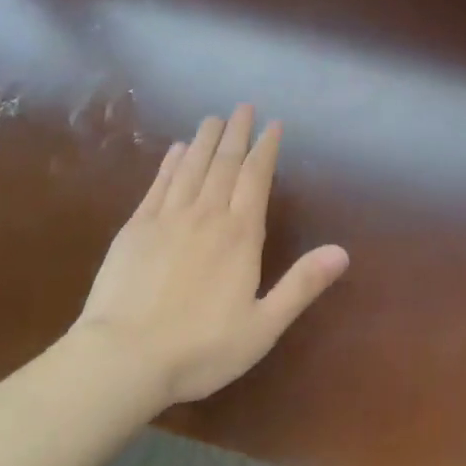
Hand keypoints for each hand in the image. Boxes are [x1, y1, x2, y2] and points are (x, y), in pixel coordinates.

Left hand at [68, 106, 348, 405]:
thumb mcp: (262, 326)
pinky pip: (159, 184)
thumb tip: (342, 252)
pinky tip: (176, 150)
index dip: (266, 149)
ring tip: (213, 117)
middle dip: (237, 133)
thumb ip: (301, 285)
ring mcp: (168, 217)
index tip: (273, 125)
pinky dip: (170, 162)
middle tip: (243, 107)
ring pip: (192, 166)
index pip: (256, 178)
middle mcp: (206, 214)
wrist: (122, 359)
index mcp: (240, 234)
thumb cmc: (199, 348)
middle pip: (225, 163)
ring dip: (205, 139)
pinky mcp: (135, 227)